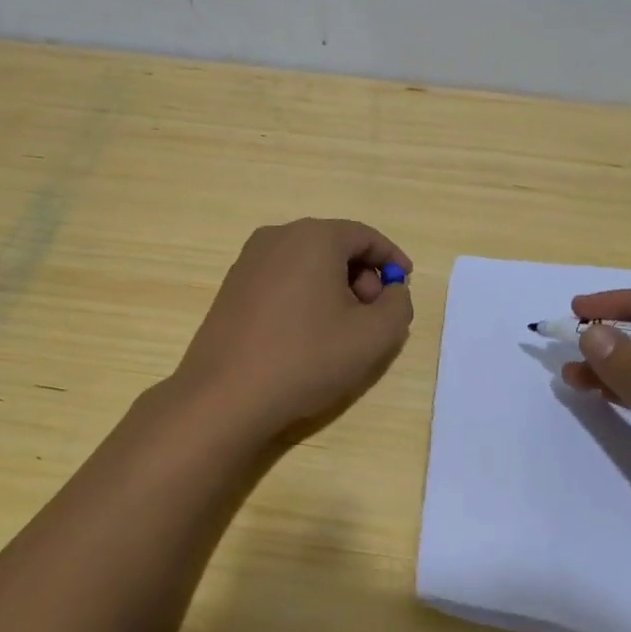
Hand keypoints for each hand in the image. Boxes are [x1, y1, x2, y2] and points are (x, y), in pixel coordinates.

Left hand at [174, 219, 414, 439]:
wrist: (225, 395)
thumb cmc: (306, 358)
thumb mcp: (373, 336)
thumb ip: (398, 305)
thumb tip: (392, 291)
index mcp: (314, 237)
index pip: (365, 236)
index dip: (392, 260)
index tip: (405, 286)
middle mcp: (278, 236)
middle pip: (335, 246)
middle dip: (362, 277)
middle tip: (373, 316)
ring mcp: (249, 261)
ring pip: (308, 264)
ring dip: (334, 289)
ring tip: (341, 332)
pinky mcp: (232, 287)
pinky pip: (283, 279)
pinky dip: (305, 297)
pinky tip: (306, 336)